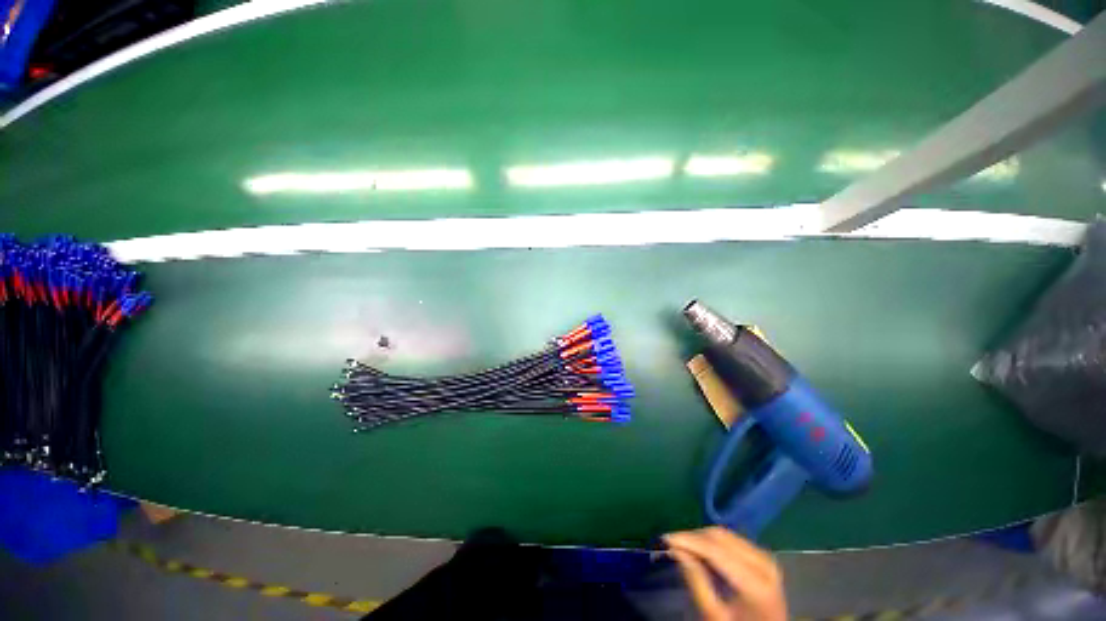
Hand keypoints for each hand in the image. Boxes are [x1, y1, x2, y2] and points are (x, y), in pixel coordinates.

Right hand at [663, 527, 786, 620]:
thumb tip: (676, 550)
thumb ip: (697, 583)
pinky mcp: (762, 556)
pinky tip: (701, 551)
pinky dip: (713, 542)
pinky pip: (732, 540)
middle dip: (694, 537)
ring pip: (725, 534)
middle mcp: (764, 563)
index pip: (716, 551)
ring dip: (702, 538)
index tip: (665, 538)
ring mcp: (765, 558)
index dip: (689, 541)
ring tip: (684, 546)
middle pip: (721, 537)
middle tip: (672, 543)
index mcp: (756, 583)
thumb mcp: (715, 617)